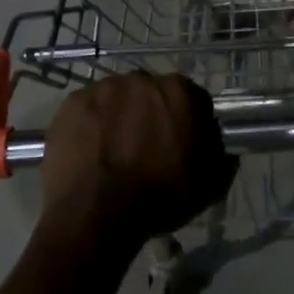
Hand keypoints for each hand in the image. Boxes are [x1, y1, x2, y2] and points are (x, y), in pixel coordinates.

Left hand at [38, 72, 235, 247]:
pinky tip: (91, 152)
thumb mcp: (209, 187)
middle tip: (146, 149)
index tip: (182, 145)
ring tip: (114, 151)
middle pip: (151, 94)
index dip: (189, 122)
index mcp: (179, 92)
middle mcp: (141, 79)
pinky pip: (88, 110)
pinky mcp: (71, 104)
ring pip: (117, 99)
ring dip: (120, 116)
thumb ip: (222, 159)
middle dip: (151, 115)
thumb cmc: (159, 197)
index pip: (192, 99)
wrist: (96, 214)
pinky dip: (91, 125)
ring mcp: (101, 89)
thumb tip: (223, 149)